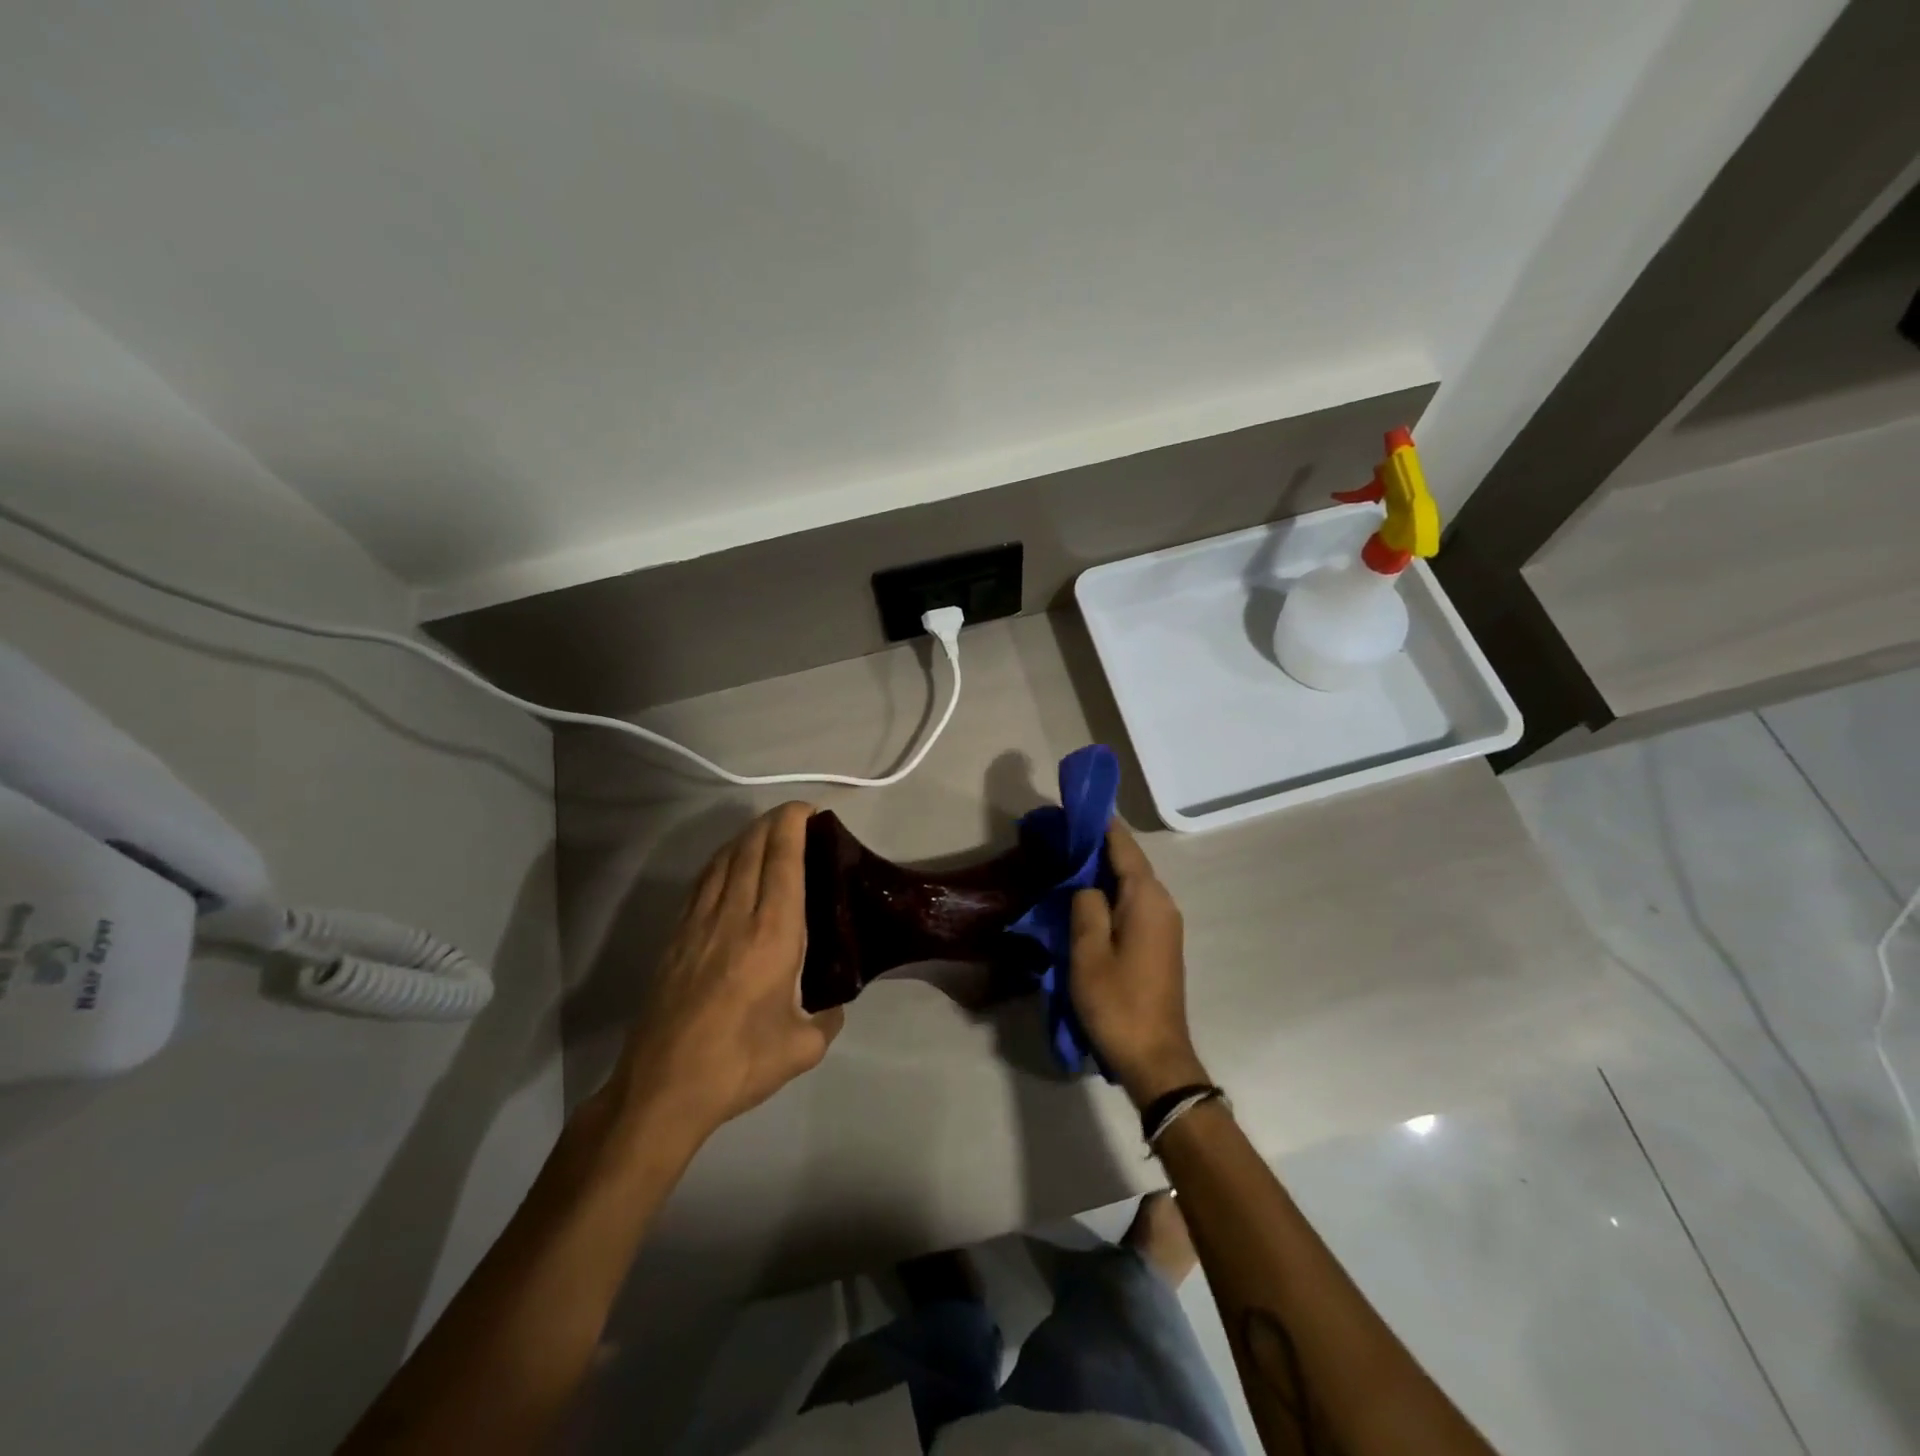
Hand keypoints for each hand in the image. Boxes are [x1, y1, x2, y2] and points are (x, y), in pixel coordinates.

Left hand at [608, 803, 843, 1142]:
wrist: (663, 1089)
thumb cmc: (739, 1064)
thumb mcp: (803, 1047)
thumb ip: (827, 1017)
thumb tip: (832, 1003)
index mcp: (772, 935)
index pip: (783, 861)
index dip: (793, 826)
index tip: (807, 811)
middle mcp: (735, 916)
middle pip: (751, 849)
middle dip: (773, 823)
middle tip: (795, 817)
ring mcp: (698, 924)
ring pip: (723, 861)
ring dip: (746, 837)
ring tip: (765, 832)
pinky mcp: (675, 938)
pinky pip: (702, 883)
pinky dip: (721, 862)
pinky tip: (728, 866)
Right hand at [1070, 822, 1209, 1107]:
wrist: (1156, 1058)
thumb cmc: (1118, 1002)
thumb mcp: (1088, 953)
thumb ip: (1086, 907)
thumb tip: (1088, 885)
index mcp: (1147, 899)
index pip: (1124, 847)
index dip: (1101, 824)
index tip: (1077, 806)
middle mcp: (1162, 904)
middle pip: (1130, 862)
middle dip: (1099, 846)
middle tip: (1062, 834)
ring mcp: (1164, 925)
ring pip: (1131, 884)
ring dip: (1103, 871)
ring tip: (1068, 860)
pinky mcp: (1159, 943)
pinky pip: (1134, 904)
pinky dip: (1111, 893)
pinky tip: (1086, 897)